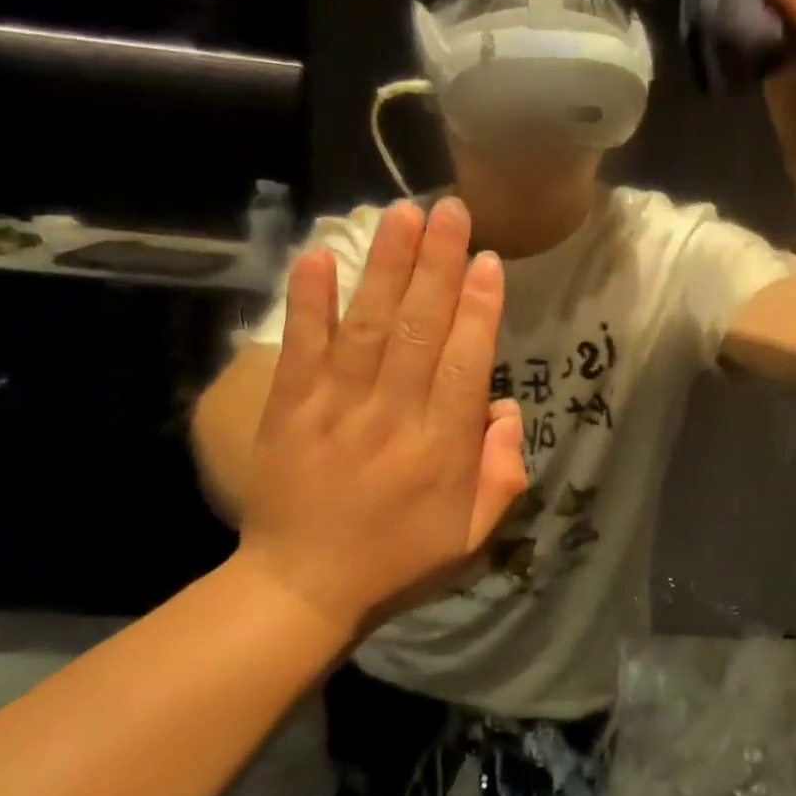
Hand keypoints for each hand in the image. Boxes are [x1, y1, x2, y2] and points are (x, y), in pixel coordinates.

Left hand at [236, 198, 526, 637]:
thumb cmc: (398, 561)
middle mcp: (394, 417)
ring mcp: (337, 409)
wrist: (304, 586)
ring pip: (368, 326)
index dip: (478, 307)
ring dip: (386, 267)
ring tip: (401, 214)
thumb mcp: (473, 535)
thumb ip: (501, 474)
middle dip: (437, 265)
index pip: (467, 363)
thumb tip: (505, 411)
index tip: (486, 260)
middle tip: (450, 209)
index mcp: (442, 449)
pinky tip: (318, 256)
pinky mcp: (289, 409)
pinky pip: (302, 348)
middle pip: (421, 329)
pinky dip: (309, 301)